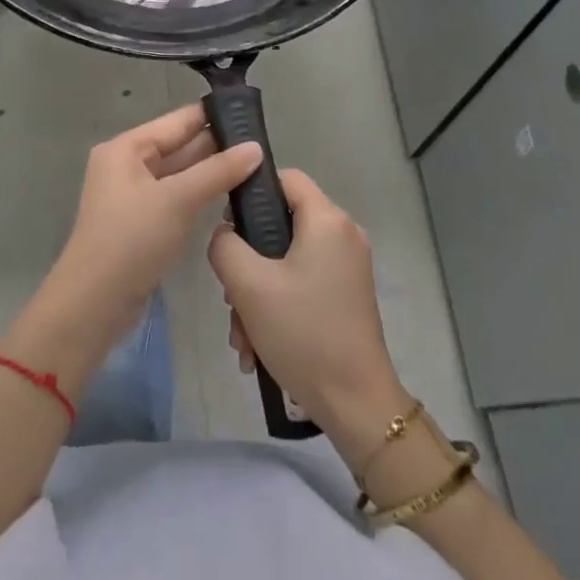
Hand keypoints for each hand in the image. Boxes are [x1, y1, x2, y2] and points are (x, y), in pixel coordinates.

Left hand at [6, 105, 260, 396]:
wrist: (94, 304)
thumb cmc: (131, 241)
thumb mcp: (176, 200)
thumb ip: (218, 171)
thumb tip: (256, 148)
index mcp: (127, 148)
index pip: (178, 121)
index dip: (214, 115)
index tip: (254, 115)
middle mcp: (128, 165)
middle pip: (180, 146)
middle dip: (218, 145)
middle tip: (265, 145)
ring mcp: (136, 196)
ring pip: (182, 174)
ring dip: (213, 171)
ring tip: (259, 167)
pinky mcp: (144, 223)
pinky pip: (178, 198)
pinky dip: (202, 195)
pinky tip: (233, 195)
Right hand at [208, 169, 409, 464]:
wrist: (355, 402)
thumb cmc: (302, 332)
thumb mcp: (248, 285)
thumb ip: (224, 245)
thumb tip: (226, 233)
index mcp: (327, 220)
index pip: (284, 177)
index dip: (251, 193)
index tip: (227, 227)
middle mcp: (343, 234)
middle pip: (282, 224)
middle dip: (248, 261)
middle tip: (231, 296)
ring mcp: (347, 266)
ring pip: (286, 260)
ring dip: (257, 293)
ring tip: (242, 336)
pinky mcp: (346, 294)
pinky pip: (301, 283)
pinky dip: (277, 306)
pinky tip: (258, 346)